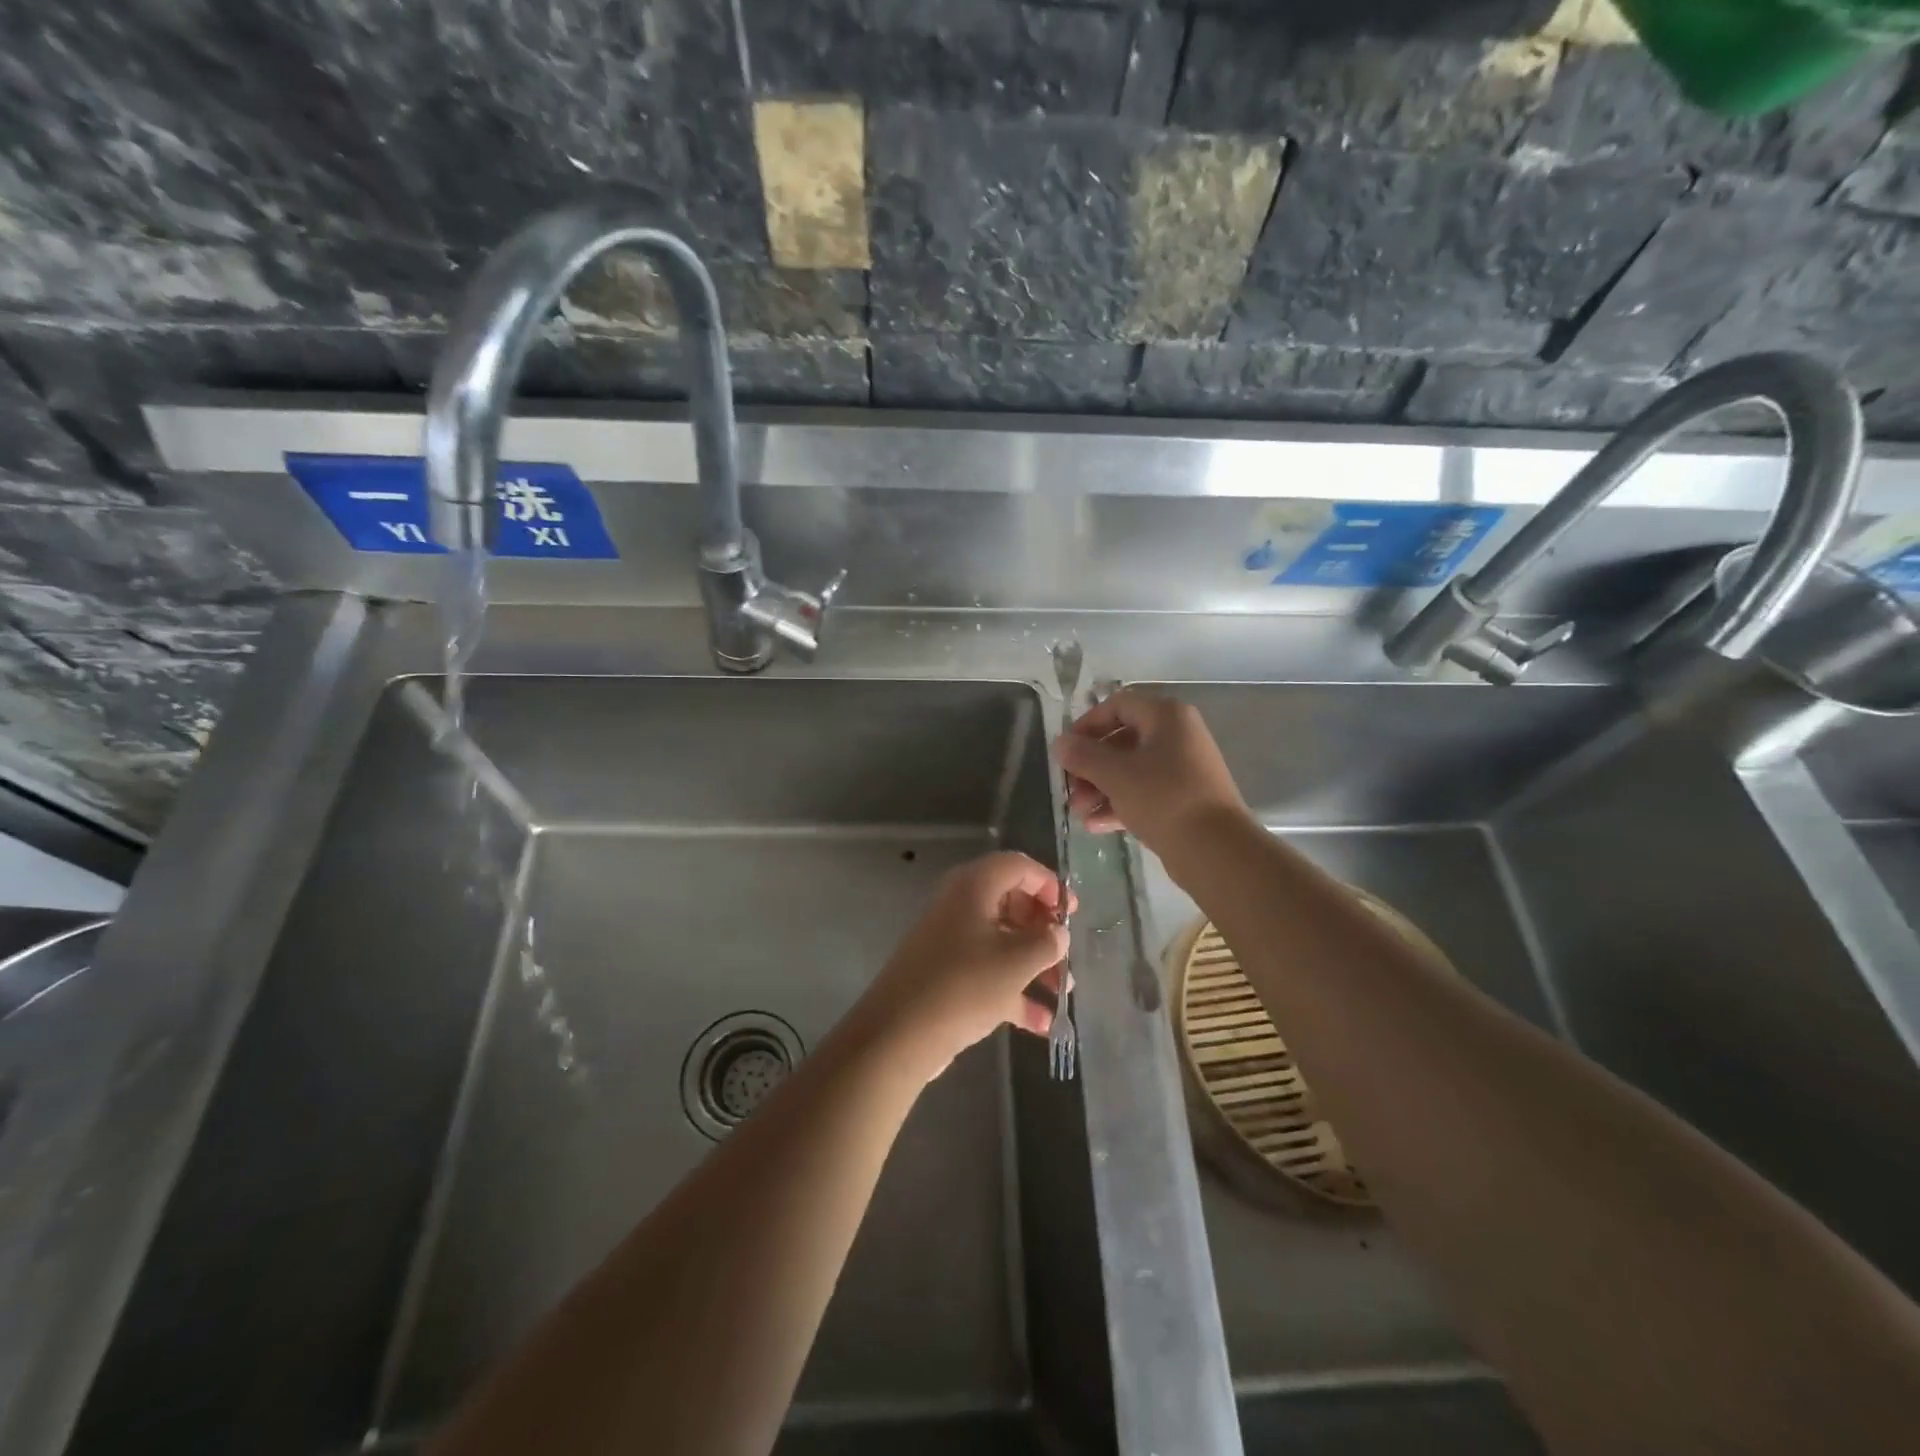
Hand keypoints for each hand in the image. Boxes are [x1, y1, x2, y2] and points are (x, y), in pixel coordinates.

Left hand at [855, 851, 1070, 1076]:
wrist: (898, 1034)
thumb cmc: (964, 986)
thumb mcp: (1016, 962)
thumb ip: (1046, 942)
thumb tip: (1058, 932)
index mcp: (974, 887)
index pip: (1018, 866)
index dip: (1049, 884)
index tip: (1071, 913)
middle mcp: (960, 905)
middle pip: (1011, 903)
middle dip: (1043, 930)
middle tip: (1065, 953)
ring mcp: (950, 940)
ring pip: (1001, 940)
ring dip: (1034, 963)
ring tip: (1062, 992)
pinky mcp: (945, 973)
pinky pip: (987, 971)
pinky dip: (1013, 990)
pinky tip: (1041, 1023)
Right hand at [1053, 690, 1250, 858]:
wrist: (1216, 850)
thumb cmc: (1164, 798)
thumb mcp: (1115, 774)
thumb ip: (1083, 755)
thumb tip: (1060, 743)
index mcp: (1166, 716)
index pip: (1117, 706)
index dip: (1086, 724)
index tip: (1065, 750)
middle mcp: (1177, 736)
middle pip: (1122, 740)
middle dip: (1090, 766)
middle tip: (1069, 789)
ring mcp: (1182, 769)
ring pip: (1131, 770)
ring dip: (1100, 789)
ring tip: (1079, 812)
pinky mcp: (1183, 799)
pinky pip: (1144, 793)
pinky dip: (1119, 804)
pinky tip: (1096, 825)